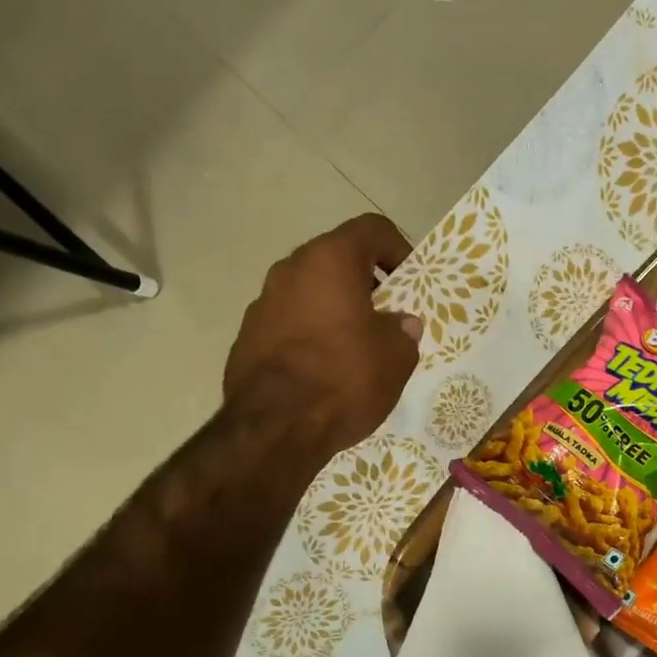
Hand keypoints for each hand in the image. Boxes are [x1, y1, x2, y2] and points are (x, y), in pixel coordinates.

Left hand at [223, 214, 423, 463]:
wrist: (275, 427)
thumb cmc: (345, 378)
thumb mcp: (395, 357)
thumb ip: (402, 331)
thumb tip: (401, 324)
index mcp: (330, 260)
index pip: (372, 230)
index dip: (398, 249)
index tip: (409, 282)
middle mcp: (291, 269)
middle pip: (336, 261)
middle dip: (364, 283)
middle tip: (386, 316)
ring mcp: (263, 302)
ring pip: (310, 293)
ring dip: (334, 310)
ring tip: (355, 347)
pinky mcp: (247, 337)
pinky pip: (288, 324)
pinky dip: (309, 335)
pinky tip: (323, 370)